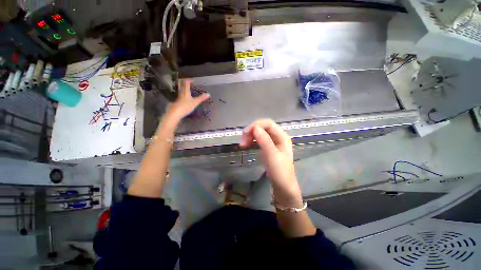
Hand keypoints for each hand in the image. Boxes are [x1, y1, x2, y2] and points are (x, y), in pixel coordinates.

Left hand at [166, 79, 209, 121]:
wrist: (175, 113)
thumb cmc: (186, 107)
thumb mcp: (195, 103)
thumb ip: (201, 98)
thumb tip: (208, 94)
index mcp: (185, 92)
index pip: (186, 83)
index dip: (189, 81)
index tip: (192, 80)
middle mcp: (180, 93)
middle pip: (181, 85)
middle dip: (183, 83)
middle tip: (187, 82)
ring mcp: (177, 97)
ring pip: (179, 90)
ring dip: (181, 88)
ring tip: (185, 89)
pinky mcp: (175, 101)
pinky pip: (178, 95)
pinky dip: (180, 94)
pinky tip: (182, 98)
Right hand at [240, 119, 302, 206]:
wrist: (283, 187)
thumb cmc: (280, 172)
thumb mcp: (272, 156)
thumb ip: (265, 141)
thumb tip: (255, 127)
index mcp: (282, 136)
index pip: (268, 124)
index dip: (256, 125)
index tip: (245, 133)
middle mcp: (278, 137)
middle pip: (263, 127)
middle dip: (252, 131)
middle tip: (242, 141)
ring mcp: (273, 142)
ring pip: (260, 133)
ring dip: (250, 136)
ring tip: (243, 144)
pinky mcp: (268, 148)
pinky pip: (259, 140)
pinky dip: (252, 140)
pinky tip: (247, 144)